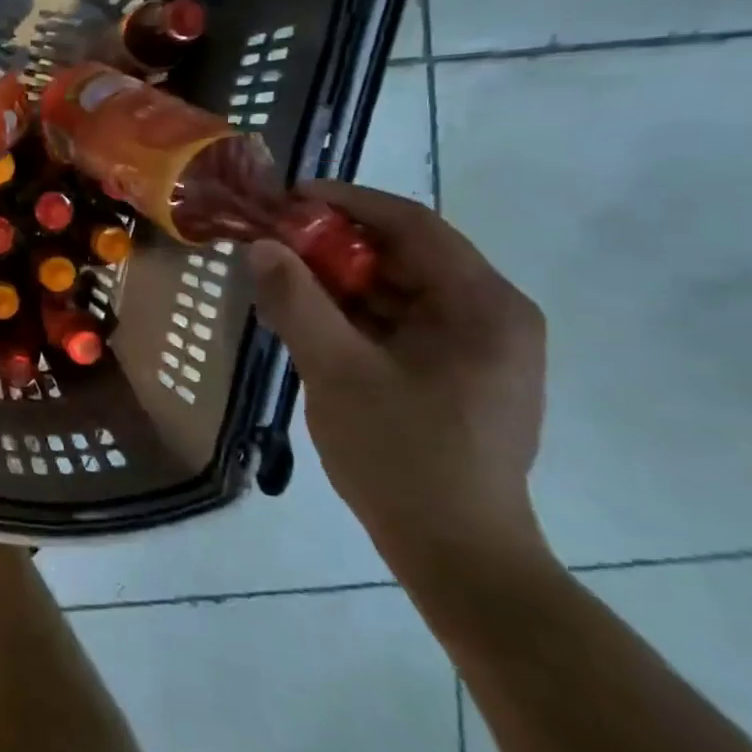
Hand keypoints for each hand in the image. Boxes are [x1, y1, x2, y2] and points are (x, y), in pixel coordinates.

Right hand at [249, 183, 548, 585]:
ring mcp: (477, 347)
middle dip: (335, 244)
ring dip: (340, 280)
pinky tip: (310, 320)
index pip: (412, 225)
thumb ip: (296, 302)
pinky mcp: (458, 374)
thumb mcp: (337, 372)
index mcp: (482, 305)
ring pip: (399, 290)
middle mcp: (491, 315)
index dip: (347, 201)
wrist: (457, 554)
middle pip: (405, 255)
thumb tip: (260, 247)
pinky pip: (400, 323)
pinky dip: (354, 314)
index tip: (288, 197)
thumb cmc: (403, 456)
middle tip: (273, 243)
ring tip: (281, 280)